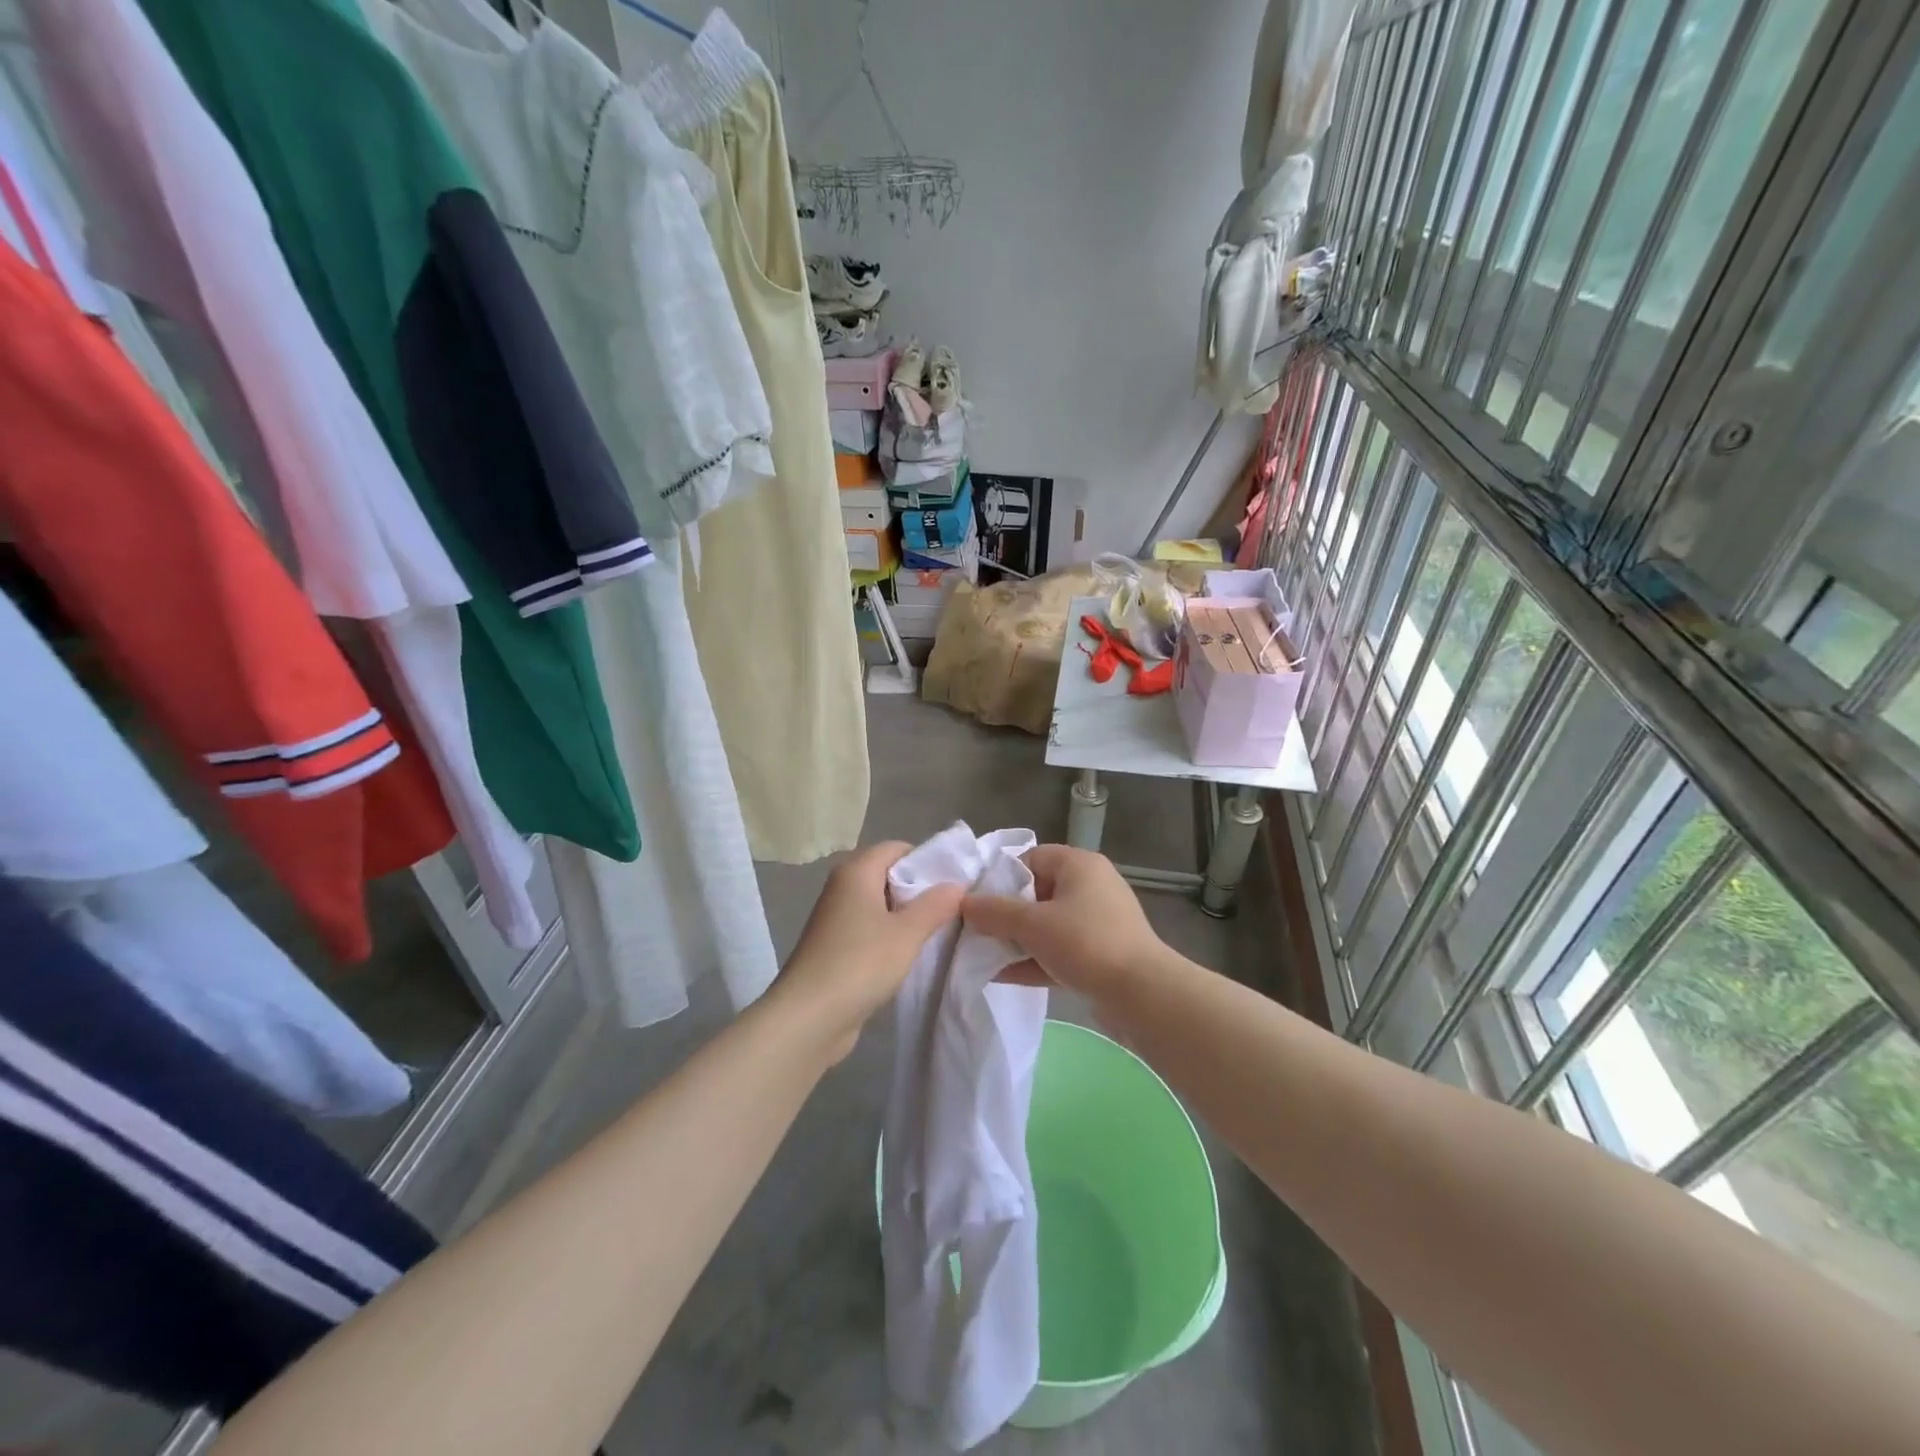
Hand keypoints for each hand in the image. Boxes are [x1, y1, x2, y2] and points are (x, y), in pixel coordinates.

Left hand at [775, 841, 962, 1062]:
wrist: (808, 1018)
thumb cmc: (860, 963)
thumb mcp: (907, 933)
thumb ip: (935, 905)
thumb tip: (957, 884)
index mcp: (856, 871)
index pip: (897, 848)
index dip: (927, 860)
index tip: (954, 882)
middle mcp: (842, 887)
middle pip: (888, 874)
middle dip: (920, 890)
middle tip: (952, 908)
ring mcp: (835, 918)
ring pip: (880, 904)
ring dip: (906, 916)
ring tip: (938, 932)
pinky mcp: (835, 947)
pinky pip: (870, 929)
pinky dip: (890, 936)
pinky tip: (910, 954)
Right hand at [960, 844, 1168, 998]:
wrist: (1142, 994)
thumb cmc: (1085, 943)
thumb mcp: (1032, 924)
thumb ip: (994, 912)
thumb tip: (963, 903)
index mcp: (1079, 864)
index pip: (1031, 858)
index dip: (1001, 878)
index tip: (977, 902)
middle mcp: (1092, 886)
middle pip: (1037, 892)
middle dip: (1006, 913)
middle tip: (977, 931)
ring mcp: (1099, 921)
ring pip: (1048, 925)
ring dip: (1018, 940)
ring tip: (983, 955)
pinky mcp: (1102, 954)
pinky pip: (1060, 950)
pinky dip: (1035, 960)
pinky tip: (1002, 977)